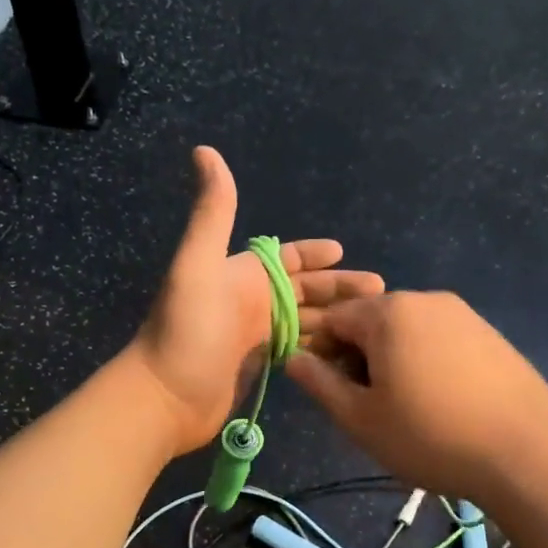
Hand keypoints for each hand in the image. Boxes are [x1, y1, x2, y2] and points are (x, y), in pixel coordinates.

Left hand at [128, 147, 383, 455]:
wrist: (165, 397)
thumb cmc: (187, 329)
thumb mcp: (199, 264)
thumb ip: (212, 212)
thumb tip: (204, 150)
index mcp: (242, 275)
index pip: (288, 259)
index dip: (315, 254)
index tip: (346, 253)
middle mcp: (251, 302)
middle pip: (305, 292)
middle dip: (340, 289)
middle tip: (382, 294)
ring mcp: (254, 337)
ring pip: (306, 322)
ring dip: (337, 321)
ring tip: (375, 328)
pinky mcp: (258, 368)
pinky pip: (299, 352)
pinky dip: (322, 349)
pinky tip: (349, 355)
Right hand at [285, 291, 547, 503]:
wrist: (527, 452)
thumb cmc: (430, 436)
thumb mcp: (360, 418)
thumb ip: (320, 383)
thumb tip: (294, 358)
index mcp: (388, 312)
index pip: (333, 319)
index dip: (322, 353)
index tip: (333, 392)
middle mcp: (425, 299)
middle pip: (371, 321)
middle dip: (359, 356)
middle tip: (369, 405)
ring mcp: (463, 314)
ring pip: (407, 330)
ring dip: (393, 360)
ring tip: (407, 407)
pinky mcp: (489, 333)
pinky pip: (440, 338)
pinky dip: (426, 361)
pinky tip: (442, 400)